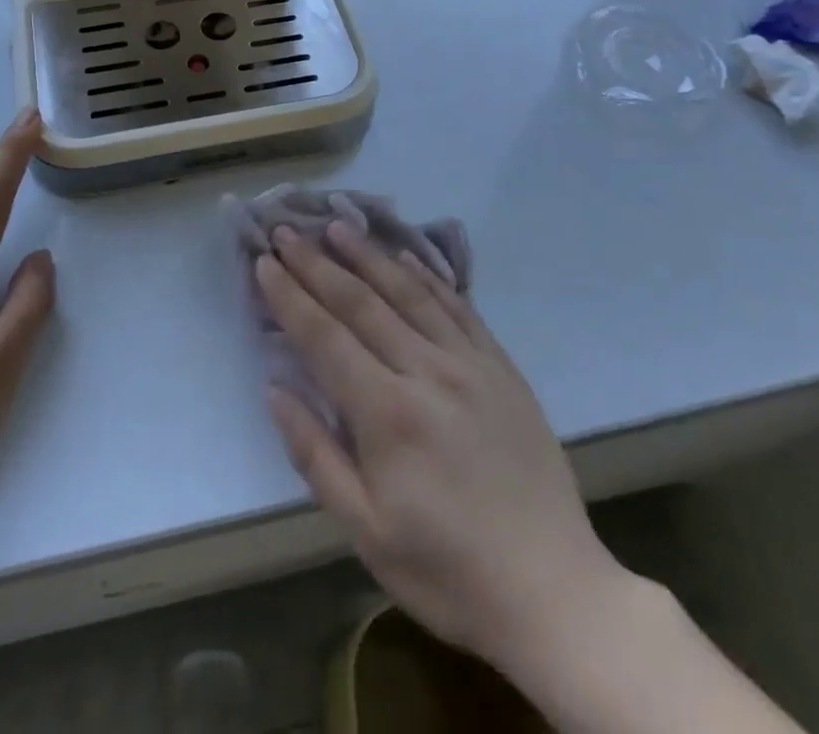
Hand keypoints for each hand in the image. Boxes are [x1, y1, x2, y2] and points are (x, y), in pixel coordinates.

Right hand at [256, 221, 624, 673]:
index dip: (290, 296)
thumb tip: (276, 390)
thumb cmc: (447, 570)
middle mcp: (427, 372)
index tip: (264, 262)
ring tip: (337, 226)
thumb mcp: (366, 531)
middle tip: (286, 231)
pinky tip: (405, 257)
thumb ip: (315, 455)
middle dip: (318, 263)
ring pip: (409, 292)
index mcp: (387, 414)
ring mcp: (470, 364)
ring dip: (368, 256)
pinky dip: (426, 276)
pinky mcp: (501, 368)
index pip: (325, 336)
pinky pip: (458, 307)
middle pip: (361, 303)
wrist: (553, 592)